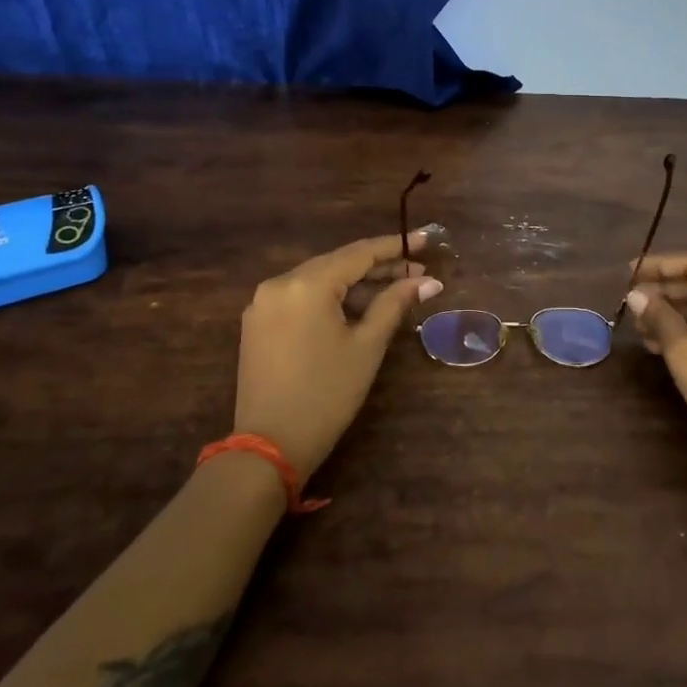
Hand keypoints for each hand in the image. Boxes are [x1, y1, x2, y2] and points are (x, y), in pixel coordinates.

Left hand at [234, 231, 443, 477]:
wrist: (269, 446)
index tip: (426, 240)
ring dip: (355, 284)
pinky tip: (357, 308)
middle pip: (337, 264)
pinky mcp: (258, 324)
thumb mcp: (367, 347)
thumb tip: (428, 282)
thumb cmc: (327, 394)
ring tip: (395, 290)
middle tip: (418, 274)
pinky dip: (330, 299)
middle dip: (378, 267)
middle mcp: (279, 283)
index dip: (395, 246)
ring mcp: (263, 303)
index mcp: (306, 284)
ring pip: (319, 280)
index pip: (358, 253)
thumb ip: (394, 304)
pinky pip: (301, 298)